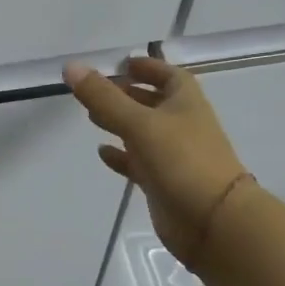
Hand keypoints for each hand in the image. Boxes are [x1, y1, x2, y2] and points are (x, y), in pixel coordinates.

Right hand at [64, 57, 248, 270]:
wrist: (213, 221)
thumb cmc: (181, 161)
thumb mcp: (139, 123)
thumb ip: (104, 97)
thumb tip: (71, 67)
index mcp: (186, 103)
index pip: (168, 75)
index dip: (148, 67)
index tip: (122, 64)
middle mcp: (182, 125)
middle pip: (153, 102)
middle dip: (127, 94)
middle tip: (96, 90)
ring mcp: (173, 155)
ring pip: (144, 132)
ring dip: (120, 123)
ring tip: (90, 117)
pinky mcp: (163, 182)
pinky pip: (138, 162)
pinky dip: (121, 155)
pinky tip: (101, 152)